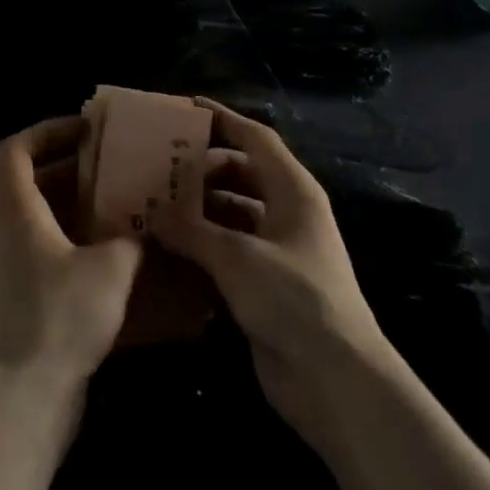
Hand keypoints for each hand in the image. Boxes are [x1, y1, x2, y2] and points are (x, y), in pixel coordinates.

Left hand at [0, 118, 143, 410]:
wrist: (25, 400)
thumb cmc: (60, 317)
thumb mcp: (110, 268)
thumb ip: (131, 238)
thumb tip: (148, 226)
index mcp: (17, 210)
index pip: (16, 148)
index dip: (47, 129)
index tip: (85, 130)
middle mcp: (7, 232)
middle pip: (32, 181)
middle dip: (74, 168)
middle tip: (115, 166)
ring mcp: (12, 267)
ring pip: (43, 218)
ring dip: (79, 207)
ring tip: (123, 204)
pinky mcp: (23, 298)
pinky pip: (49, 251)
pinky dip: (77, 242)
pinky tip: (115, 256)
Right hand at [148, 99, 397, 449]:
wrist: (337, 381)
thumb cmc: (293, 299)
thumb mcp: (237, 257)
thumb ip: (191, 230)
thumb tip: (152, 212)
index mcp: (293, 190)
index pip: (255, 138)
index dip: (223, 119)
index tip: (186, 107)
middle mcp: (288, 212)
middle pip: (242, 173)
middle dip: (203, 166)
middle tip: (160, 161)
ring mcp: (279, 249)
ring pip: (233, 212)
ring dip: (199, 208)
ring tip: (155, 201)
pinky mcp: (267, 283)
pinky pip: (229, 249)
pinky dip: (203, 243)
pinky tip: (169, 245)